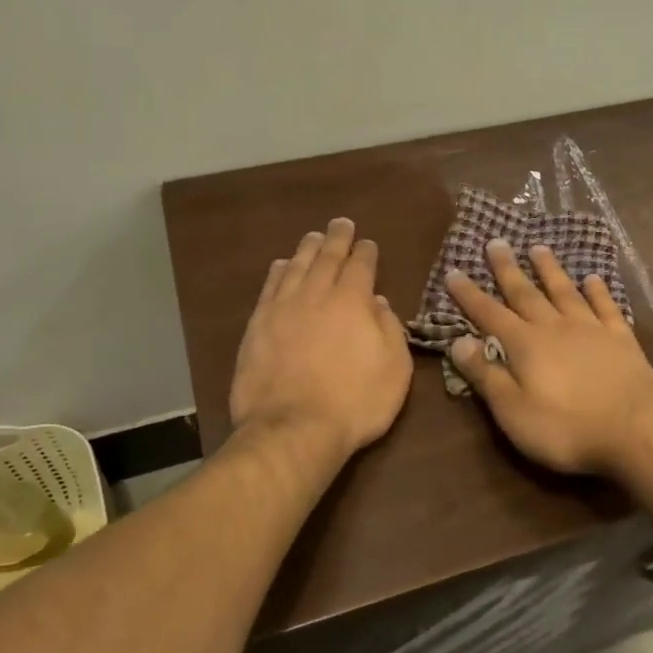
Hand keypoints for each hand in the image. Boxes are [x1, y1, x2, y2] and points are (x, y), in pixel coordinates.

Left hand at [229, 218, 413, 461]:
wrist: (293, 429)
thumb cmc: (355, 402)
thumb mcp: (395, 369)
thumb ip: (389, 329)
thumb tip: (377, 301)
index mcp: (353, 302)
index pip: (360, 266)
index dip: (366, 252)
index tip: (368, 243)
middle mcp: (316, 295)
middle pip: (326, 258)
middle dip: (337, 238)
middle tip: (341, 223)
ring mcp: (282, 309)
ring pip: (295, 267)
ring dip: (306, 249)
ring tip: (313, 237)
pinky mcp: (257, 326)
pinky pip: (269, 288)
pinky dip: (278, 272)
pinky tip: (281, 265)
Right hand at [445, 240, 652, 475]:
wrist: (637, 430)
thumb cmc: (567, 428)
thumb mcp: (513, 411)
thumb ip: (486, 375)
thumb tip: (458, 341)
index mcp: (525, 345)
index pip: (489, 314)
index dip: (469, 295)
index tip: (453, 271)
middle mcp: (555, 327)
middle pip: (526, 293)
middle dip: (507, 269)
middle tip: (496, 242)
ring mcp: (591, 329)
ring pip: (565, 291)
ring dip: (550, 269)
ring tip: (538, 248)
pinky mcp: (621, 338)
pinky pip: (606, 306)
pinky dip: (597, 290)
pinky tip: (592, 278)